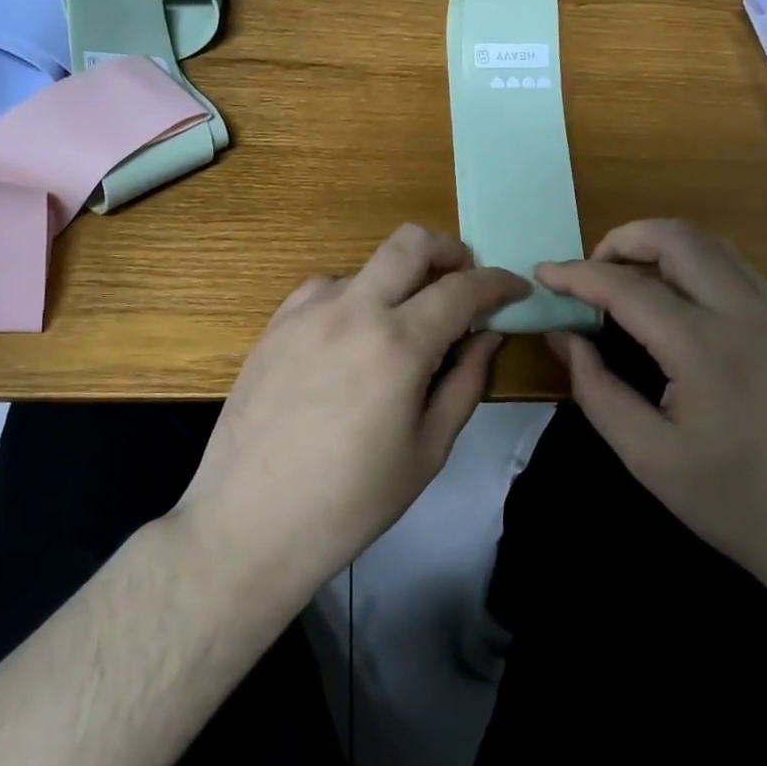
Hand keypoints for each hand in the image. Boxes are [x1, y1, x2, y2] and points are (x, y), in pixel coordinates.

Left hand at [175, 224, 529, 607]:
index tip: (516, 290)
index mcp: (397, 344)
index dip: (498, 282)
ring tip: (403, 328)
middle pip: (409, 242)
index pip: (462, 288)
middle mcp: (352, 310)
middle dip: (449, 250)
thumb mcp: (428, 451)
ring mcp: (306, 313)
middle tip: (464, 281)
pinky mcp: (274, 325)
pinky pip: (325, 290)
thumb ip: (466, 383)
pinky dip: (354, 299)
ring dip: (398, 282)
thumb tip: (487, 335)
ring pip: (367, 266)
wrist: (250, 523)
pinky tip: (351, 339)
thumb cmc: (351, 501)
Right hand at [537, 220, 766, 621]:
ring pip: (713, 246)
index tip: (541, 274)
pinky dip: (695, 265)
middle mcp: (745, 312)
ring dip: (662, 246)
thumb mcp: (648, 457)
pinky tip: (679, 305)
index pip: (625, 286)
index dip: (576, 274)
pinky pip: (738, 270)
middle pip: (677, 238)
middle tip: (589, 273)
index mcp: (703, 345)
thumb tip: (563, 335)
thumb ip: (596, 388)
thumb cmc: (738, 505)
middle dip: (623, 239)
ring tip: (628, 281)